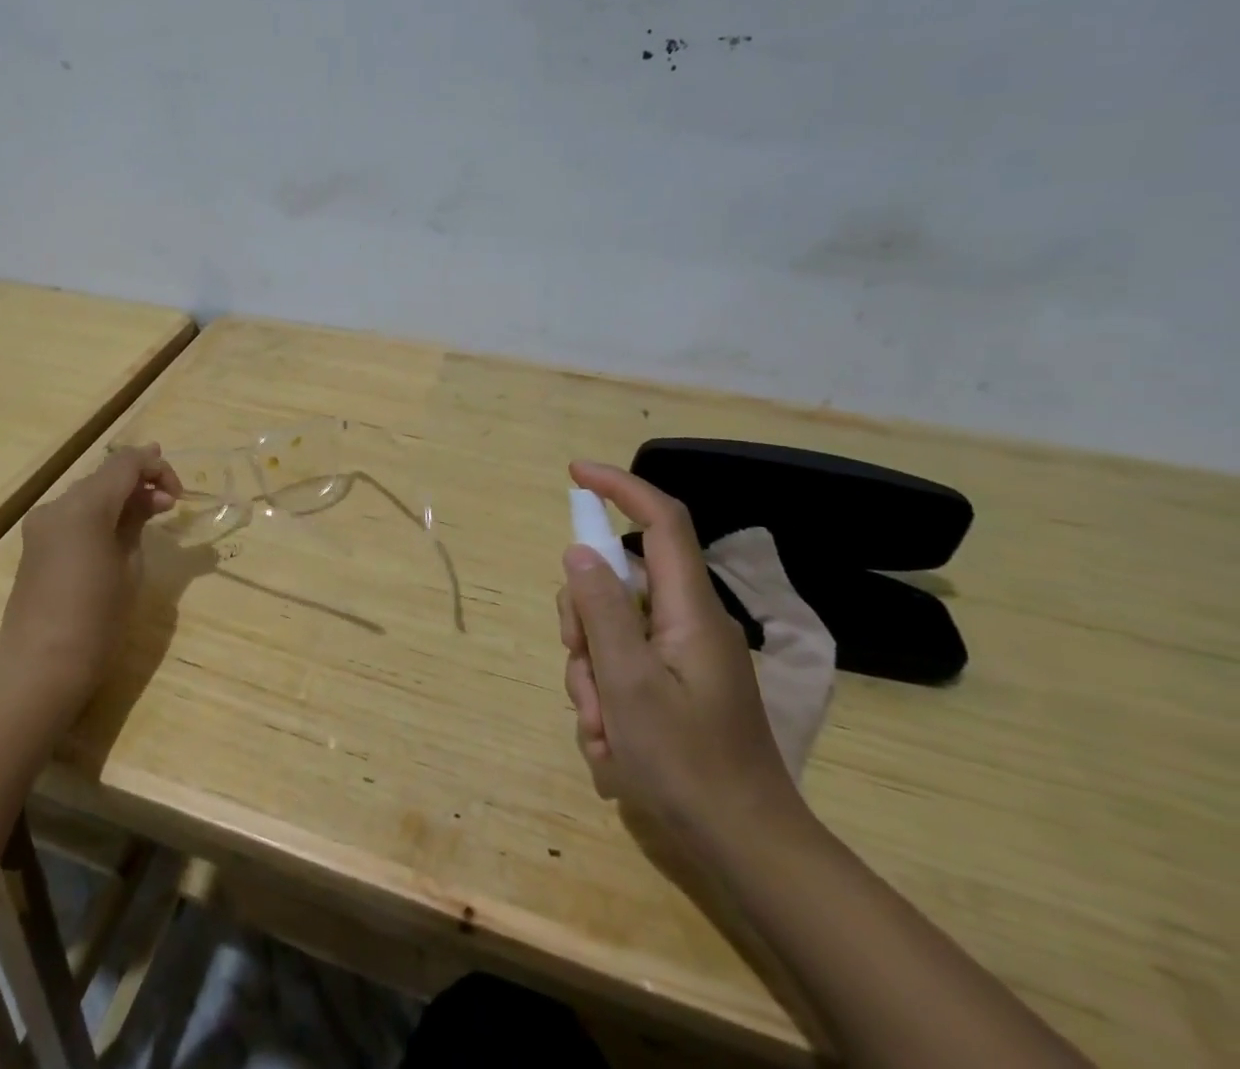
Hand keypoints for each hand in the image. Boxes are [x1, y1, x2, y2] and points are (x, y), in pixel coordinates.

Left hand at [0, 444, 180, 713]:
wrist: (40, 668)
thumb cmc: (96, 620)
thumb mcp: (130, 567)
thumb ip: (137, 522)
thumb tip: (149, 499)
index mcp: (84, 506)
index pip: (125, 463)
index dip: (156, 468)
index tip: (178, 495)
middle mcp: (57, 505)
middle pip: (104, 475)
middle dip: (139, 481)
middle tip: (170, 502)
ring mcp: (41, 525)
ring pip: (88, 493)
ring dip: (120, 496)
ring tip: (150, 514)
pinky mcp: (34, 545)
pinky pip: (73, 514)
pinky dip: (99, 513)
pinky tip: (119, 531)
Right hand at [556, 461, 804, 854]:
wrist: (748, 848)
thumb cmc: (688, 764)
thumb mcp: (628, 684)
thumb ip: (600, 610)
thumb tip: (579, 551)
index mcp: (689, 610)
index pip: (661, 520)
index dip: (620, 487)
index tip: (574, 474)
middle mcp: (687, 623)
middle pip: (617, 584)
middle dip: (583, 622)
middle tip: (582, 672)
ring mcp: (681, 656)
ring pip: (610, 629)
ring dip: (590, 672)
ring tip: (602, 728)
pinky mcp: (675, 686)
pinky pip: (621, 666)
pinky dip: (606, 697)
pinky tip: (612, 743)